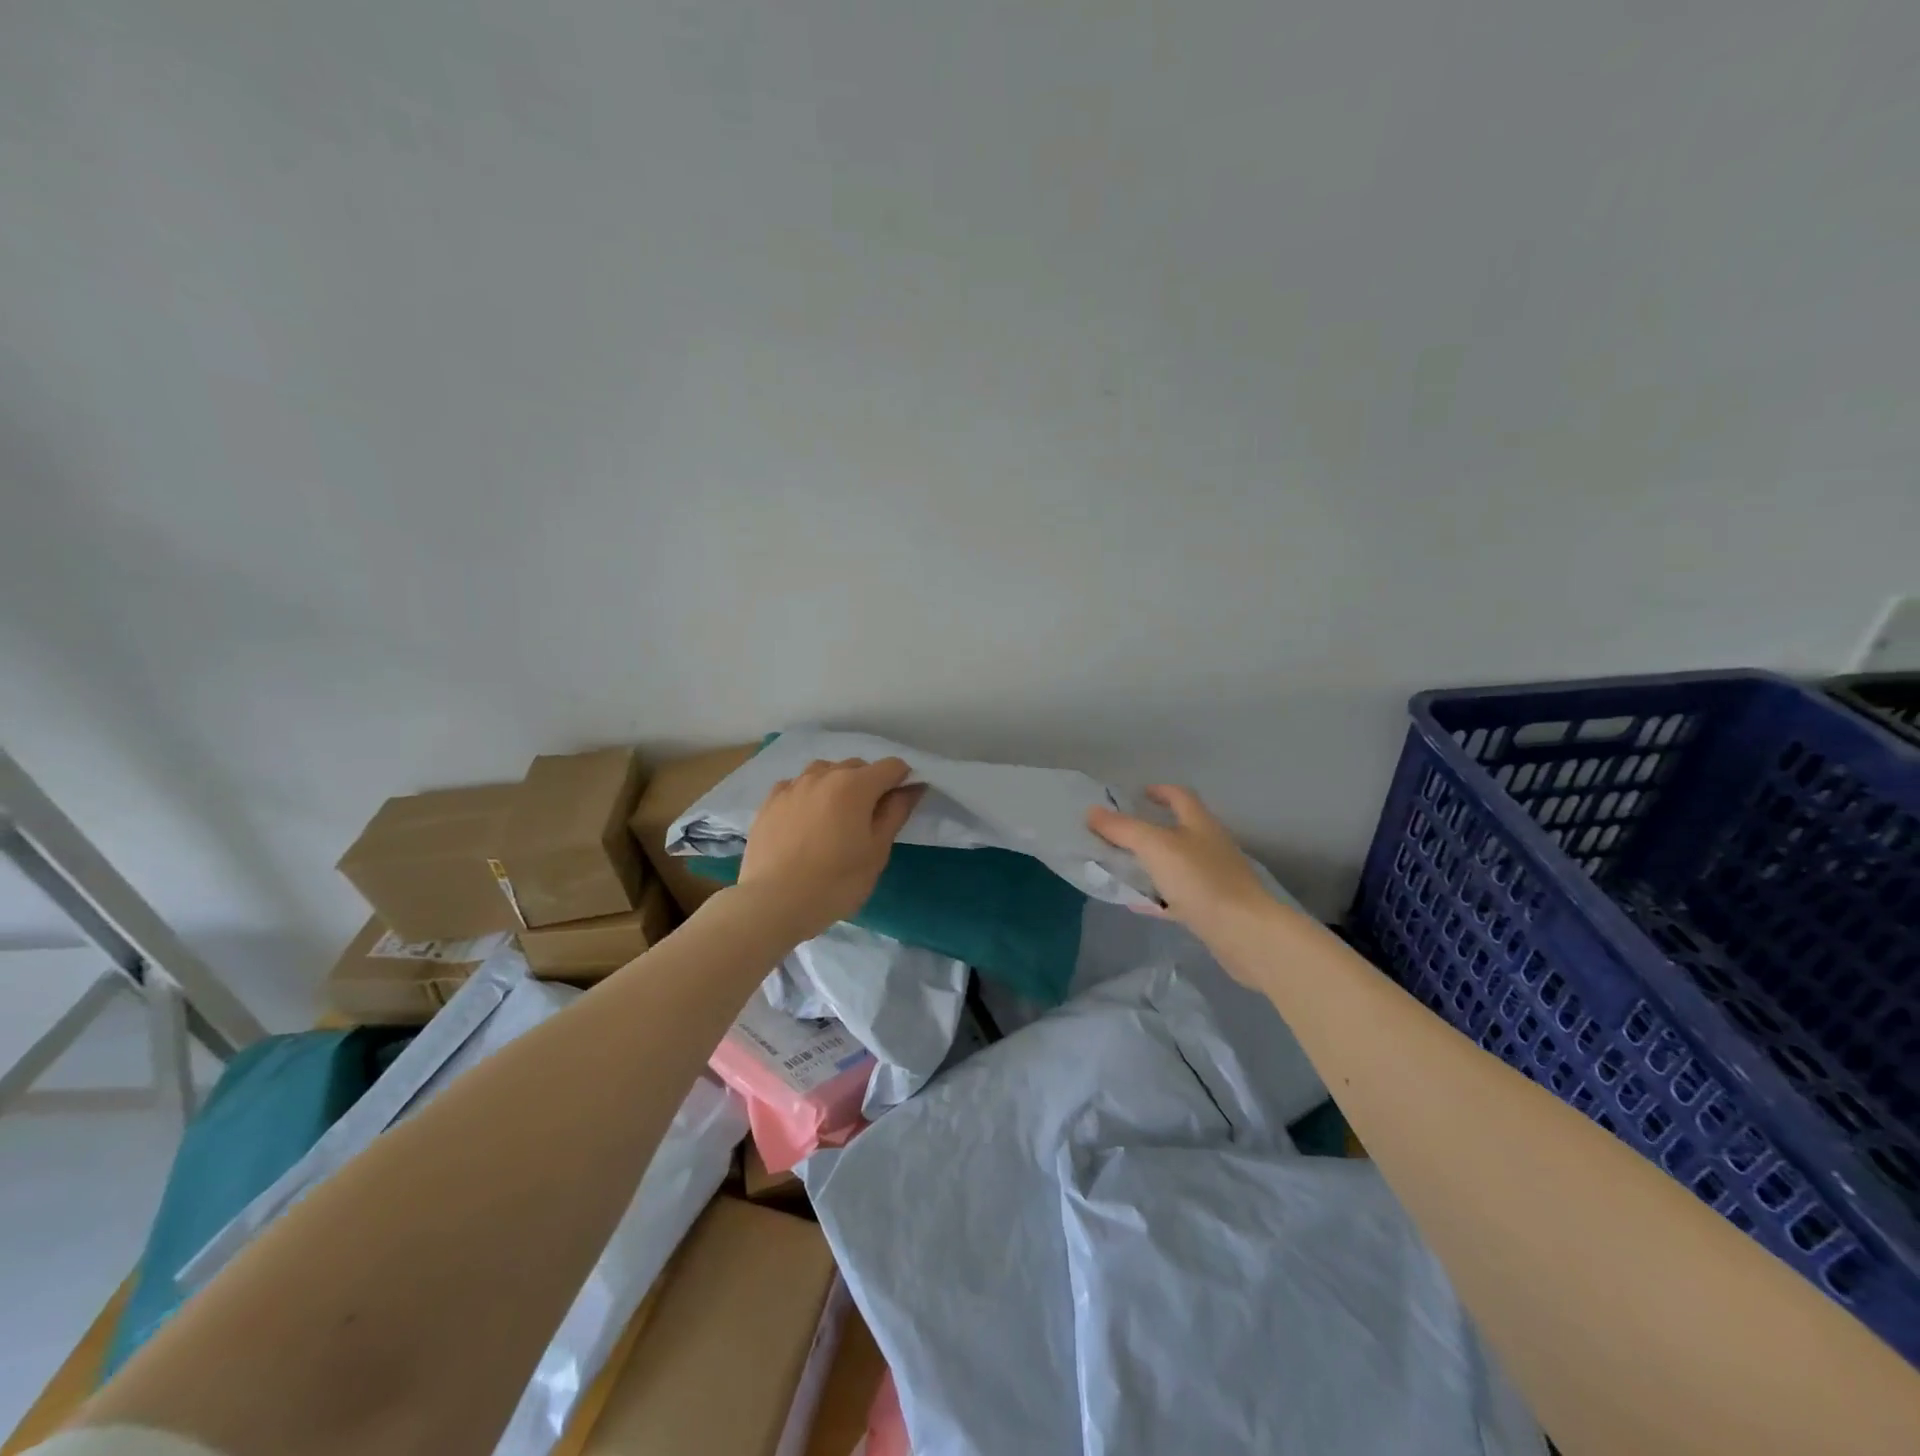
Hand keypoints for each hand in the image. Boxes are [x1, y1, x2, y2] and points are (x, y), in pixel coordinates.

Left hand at [737, 758, 924, 941]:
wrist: (772, 903)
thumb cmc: (835, 882)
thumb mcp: (877, 852)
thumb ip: (896, 813)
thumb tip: (912, 787)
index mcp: (855, 785)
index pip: (892, 766)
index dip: (903, 781)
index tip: (900, 806)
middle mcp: (824, 774)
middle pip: (857, 766)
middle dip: (870, 784)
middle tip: (868, 820)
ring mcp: (793, 785)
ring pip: (825, 772)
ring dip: (837, 785)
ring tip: (835, 818)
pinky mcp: (770, 801)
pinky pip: (797, 786)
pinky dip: (808, 795)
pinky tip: (805, 821)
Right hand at [1088, 786, 1275, 958]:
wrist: (1245, 933)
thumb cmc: (1201, 880)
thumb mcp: (1154, 847)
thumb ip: (1122, 829)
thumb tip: (1092, 811)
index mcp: (1200, 824)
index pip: (1180, 797)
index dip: (1159, 791)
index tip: (1137, 794)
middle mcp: (1209, 846)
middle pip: (1178, 830)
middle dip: (1149, 830)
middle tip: (1119, 835)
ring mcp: (1213, 878)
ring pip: (1176, 864)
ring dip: (1151, 864)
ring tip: (1122, 868)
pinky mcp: (1212, 908)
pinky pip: (1178, 896)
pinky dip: (1157, 897)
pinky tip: (1138, 904)